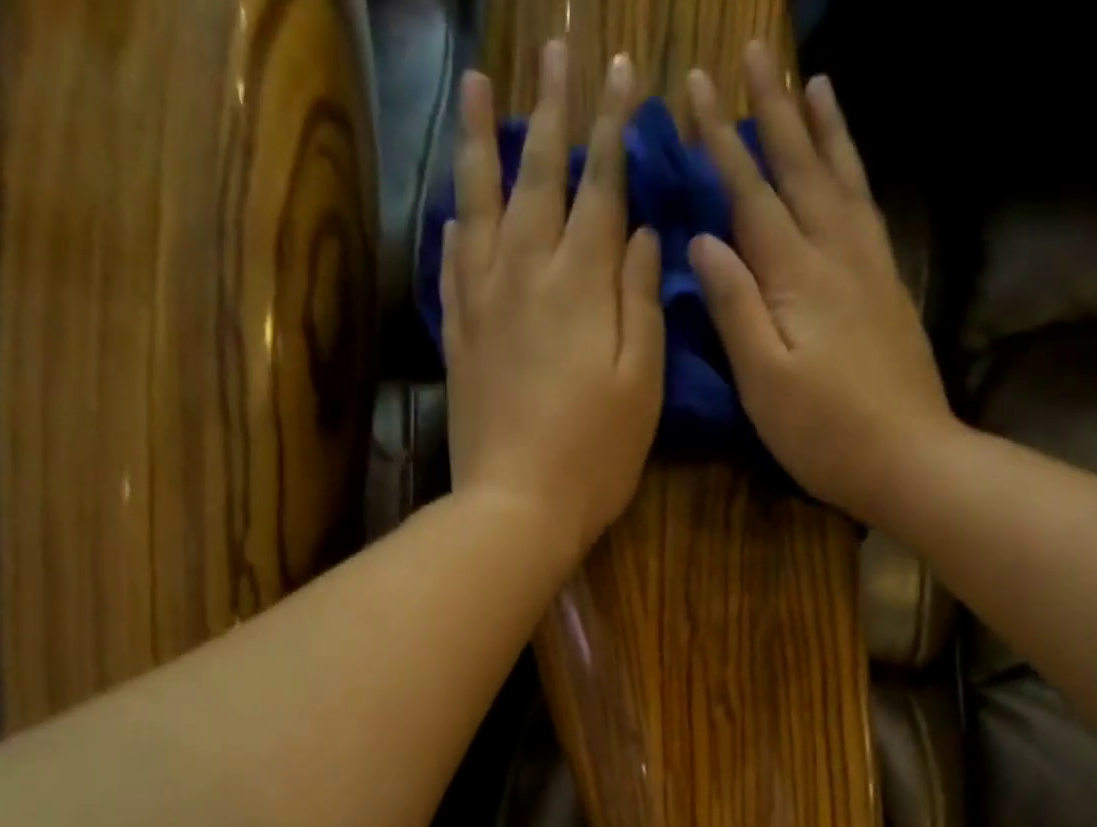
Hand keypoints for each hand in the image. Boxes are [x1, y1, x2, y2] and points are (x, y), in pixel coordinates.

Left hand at [442, 43, 663, 562]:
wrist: (517, 506)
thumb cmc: (596, 455)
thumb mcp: (642, 385)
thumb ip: (643, 303)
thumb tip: (643, 235)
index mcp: (581, 285)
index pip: (600, 187)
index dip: (611, 128)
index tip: (617, 71)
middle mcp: (526, 275)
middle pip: (538, 177)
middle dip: (551, 111)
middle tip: (552, 51)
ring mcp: (483, 304)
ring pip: (480, 205)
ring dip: (482, 143)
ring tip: (478, 88)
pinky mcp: (459, 338)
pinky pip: (452, 265)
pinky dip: (456, 226)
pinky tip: (456, 208)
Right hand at [686, 45, 956, 530]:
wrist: (909, 459)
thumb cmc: (826, 434)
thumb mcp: (764, 382)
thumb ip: (735, 309)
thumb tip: (703, 241)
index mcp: (798, 278)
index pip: (751, 195)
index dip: (722, 141)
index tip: (696, 86)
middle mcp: (838, 257)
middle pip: (802, 171)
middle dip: (774, 111)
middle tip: (756, 52)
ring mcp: (872, 271)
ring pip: (845, 181)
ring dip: (826, 129)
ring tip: (816, 80)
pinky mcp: (892, 292)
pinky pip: (869, 212)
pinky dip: (856, 175)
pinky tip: (851, 169)